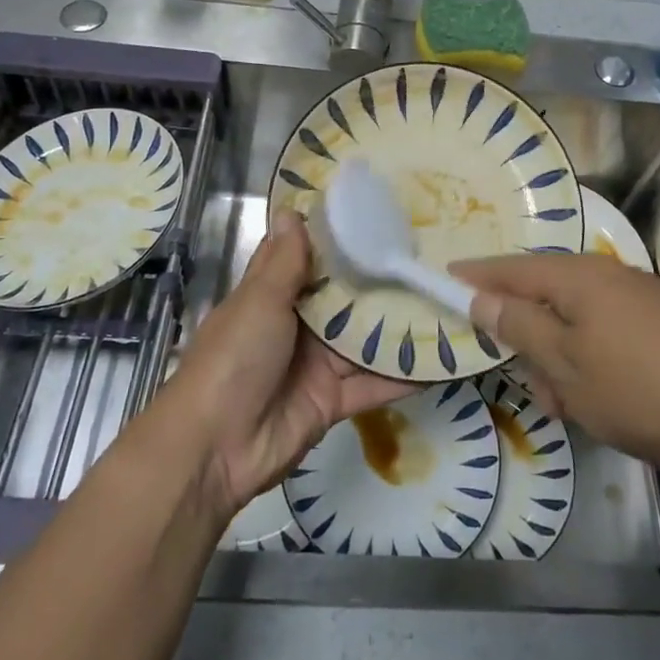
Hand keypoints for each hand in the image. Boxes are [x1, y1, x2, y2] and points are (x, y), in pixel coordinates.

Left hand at [154, 209, 415, 520]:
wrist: (214, 450)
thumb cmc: (233, 359)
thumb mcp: (258, 302)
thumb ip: (283, 261)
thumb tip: (291, 209)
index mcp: (272, 296)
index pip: (309, 259)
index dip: (339, 239)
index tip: (377, 213)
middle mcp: (298, 326)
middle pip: (345, 299)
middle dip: (380, 281)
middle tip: (428, 254)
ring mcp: (317, 365)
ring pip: (365, 340)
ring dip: (399, 326)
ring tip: (445, 300)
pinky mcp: (334, 401)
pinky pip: (374, 384)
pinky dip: (404, 376)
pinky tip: (442, 359)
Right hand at [451, 252, 659, 478]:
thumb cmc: (642, 390)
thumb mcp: (566, 365)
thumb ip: (519, 326)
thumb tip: (482, 296)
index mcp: (577, 276)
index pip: (509, 269)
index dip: (475, 276)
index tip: (443, 278)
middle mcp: (607, 275)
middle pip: (544, 294)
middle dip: (525, 334)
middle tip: (524, 381)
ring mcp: (639, 299)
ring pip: (576, 322)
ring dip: (560, 358)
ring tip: (567, 407)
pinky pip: (606, 335)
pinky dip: (591, 363)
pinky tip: (602, 403)